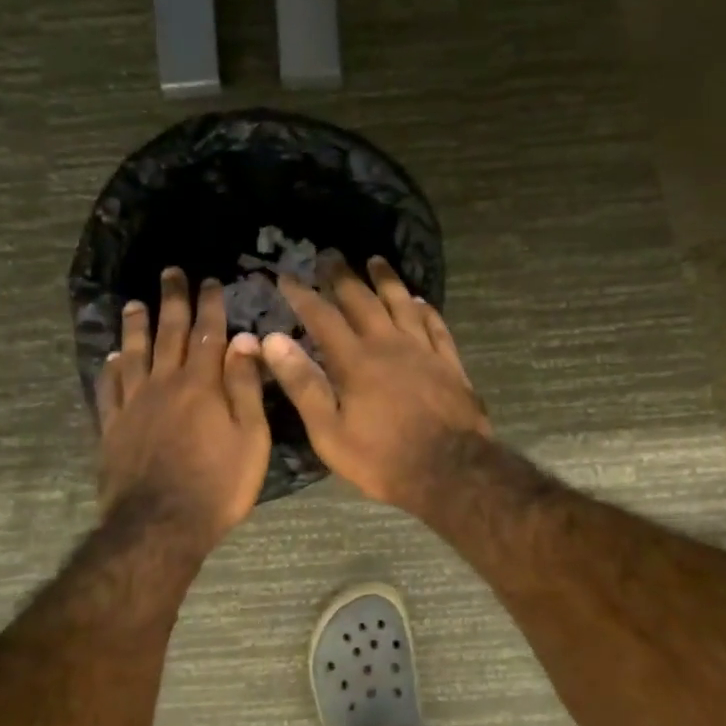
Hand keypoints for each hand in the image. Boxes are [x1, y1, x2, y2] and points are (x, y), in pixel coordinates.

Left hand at [97, 269, 270, 546]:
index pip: (207, 334)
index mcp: (202, 385)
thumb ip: (245, 387)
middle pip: (168, 334)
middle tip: (170, 272)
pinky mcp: (112, 427)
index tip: (210, 281)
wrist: (160, 525)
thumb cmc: (218, 485)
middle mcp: (164, 385)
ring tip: (135, 303)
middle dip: (172, 301)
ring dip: (136, 327)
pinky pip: (108, 389)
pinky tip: (111, 358)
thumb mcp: (250, 438)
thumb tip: (243, 340)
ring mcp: (134, 405)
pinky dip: (110, 369)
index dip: (209, 305)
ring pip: (134, 355)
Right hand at [259, 257, 489, 512]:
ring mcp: (423, 350)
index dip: (302, 294)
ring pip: (402, 303)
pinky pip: (436, 325)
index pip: (322, 316)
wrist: (450, 471)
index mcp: (355, 361)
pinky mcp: (449, 363)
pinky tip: (420, 301)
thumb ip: (303, 383)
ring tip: (375, 260)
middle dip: (342, 276)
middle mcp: (388, 344)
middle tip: (329, 255)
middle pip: (362, 300)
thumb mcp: (329, 431)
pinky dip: (425, 309)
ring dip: (386, 280)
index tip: (286, 276)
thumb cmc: (382, 458)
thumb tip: (274, 340)